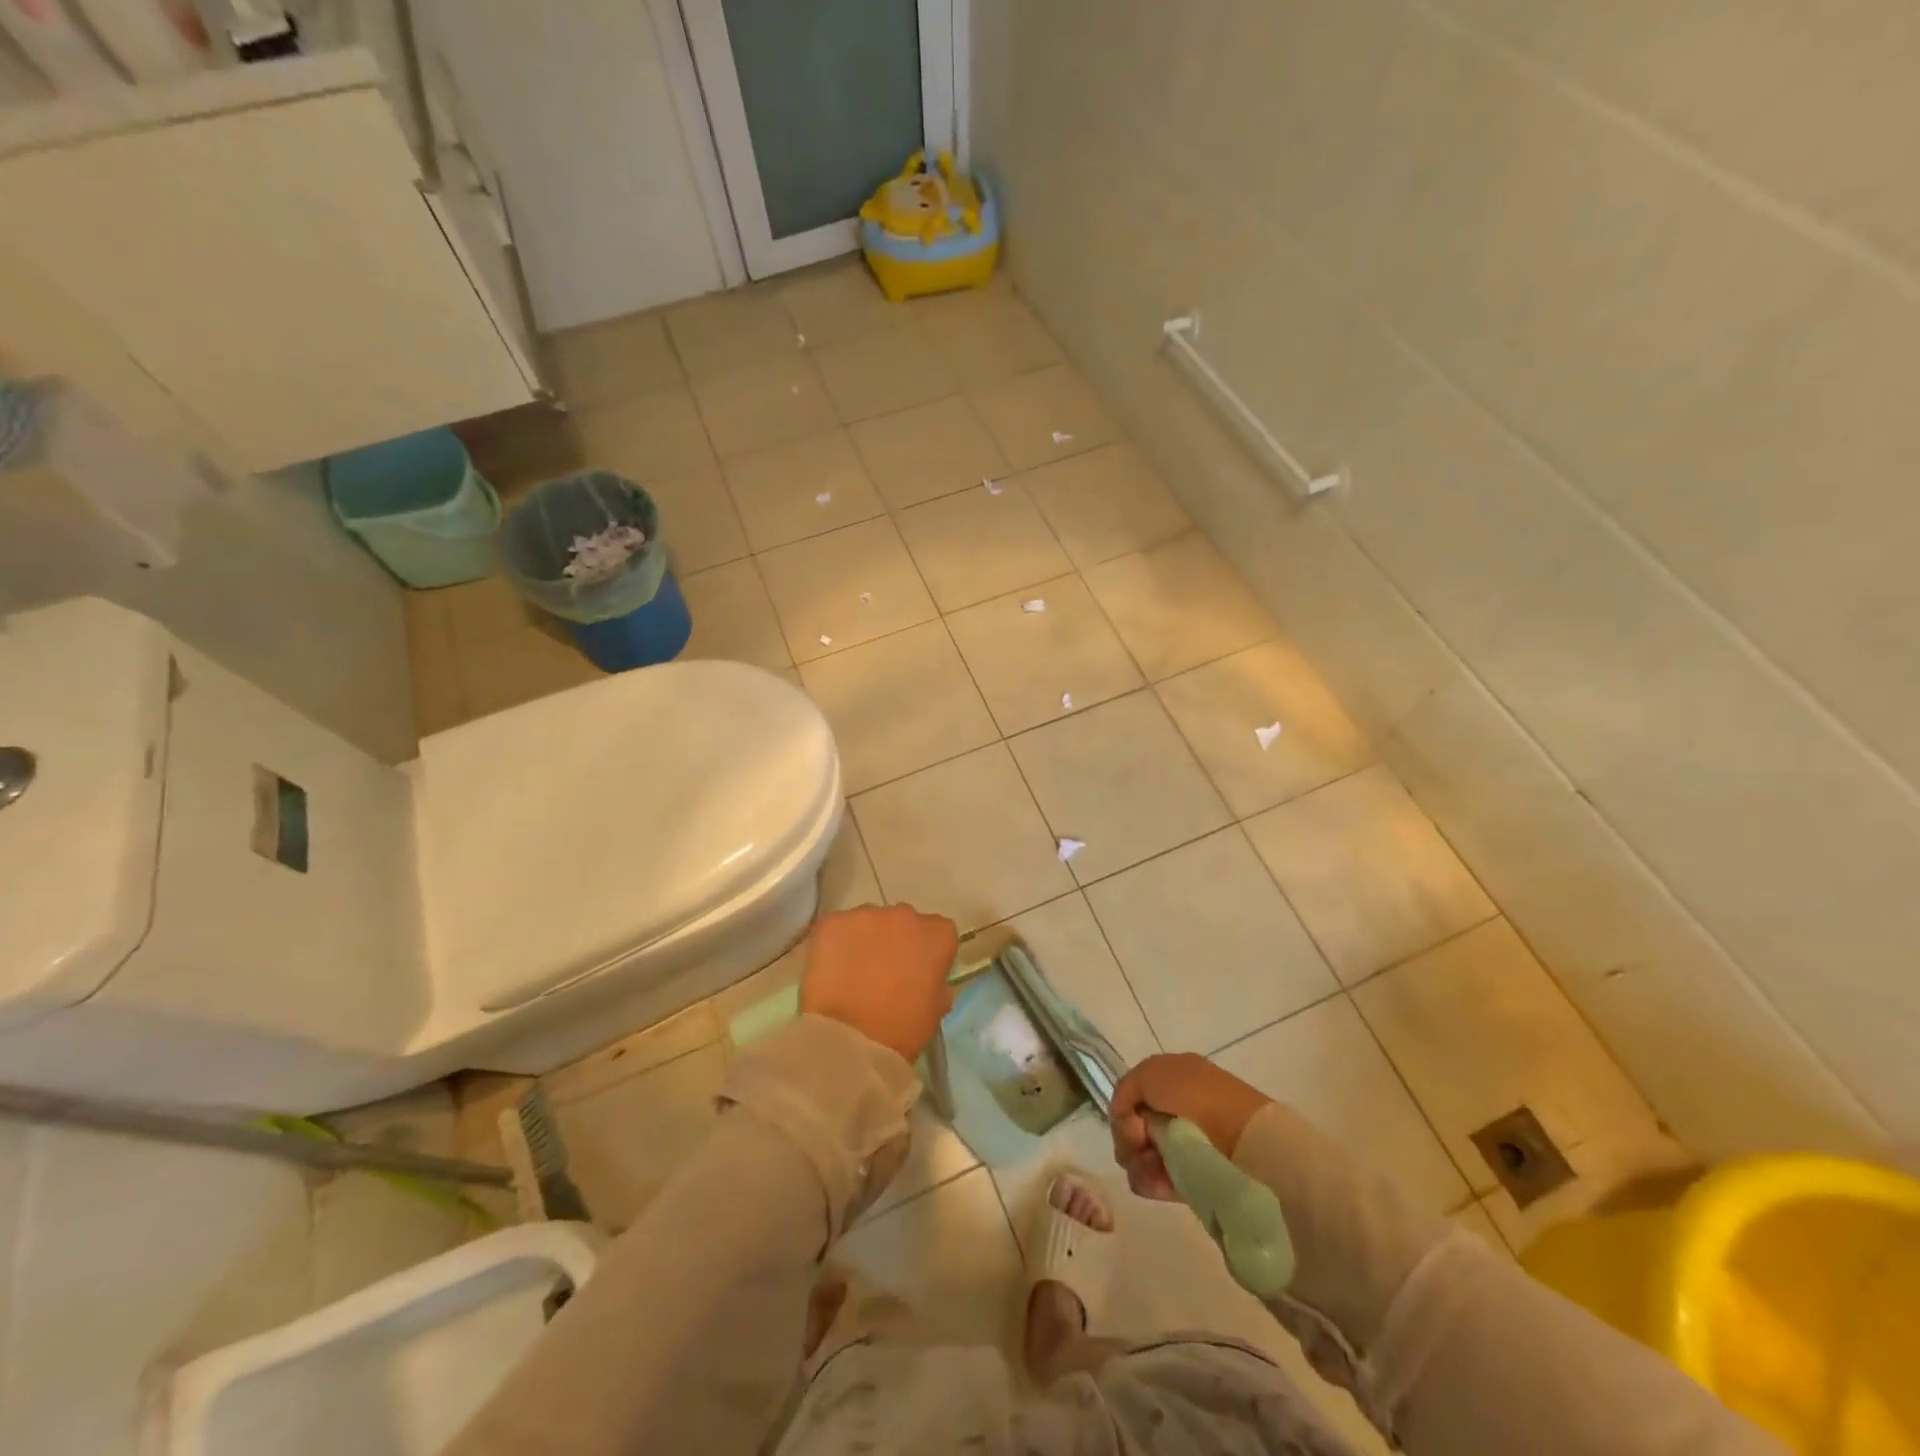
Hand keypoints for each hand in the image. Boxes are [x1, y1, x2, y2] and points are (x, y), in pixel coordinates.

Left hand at [799, 904, 958, 1062]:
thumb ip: (936, 985)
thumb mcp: (934, 1011)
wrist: (851, 1040)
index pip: (939, 932)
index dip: (927, 952)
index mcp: (938, 935)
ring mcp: (866, 915)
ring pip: (868, 922)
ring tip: (852, 973)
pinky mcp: (832, 922)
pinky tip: (830, 970)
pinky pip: (836, 927)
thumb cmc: (901, 1030)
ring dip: (865, 940)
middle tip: (883, 972)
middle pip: (902, 922)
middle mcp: (905, 915)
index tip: (917, 972)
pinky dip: (834, 943)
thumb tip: (927, 980)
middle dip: (895, 941)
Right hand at [1109, 1053, 1272, 1200]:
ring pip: (1140, 1156)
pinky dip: (1150, 1181)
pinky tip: (1156, 1181)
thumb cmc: (1195, 1096)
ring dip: (1137, 1161)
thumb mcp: (1150, 1073)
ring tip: (1151, 1167)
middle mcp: (1175, 1111)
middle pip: (1133, 1128)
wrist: (1243, 1139)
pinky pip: (1155, 1180)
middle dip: (1129, 1138)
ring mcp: (1182, 1146)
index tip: (1131, 1122)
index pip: (1132, 1098)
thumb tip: (1124, 1118)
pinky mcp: (1190, 1179)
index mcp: (1171, 1080)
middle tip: (1141, 1144)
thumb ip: (1125, 1090)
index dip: (1125, 1110)